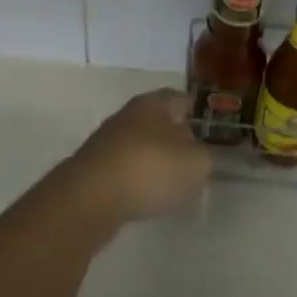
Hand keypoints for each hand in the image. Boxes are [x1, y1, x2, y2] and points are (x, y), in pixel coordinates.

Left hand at [63, 89, 212, 224]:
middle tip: (192, 161)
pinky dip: (136, 180)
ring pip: (140, 146)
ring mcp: (107, 141)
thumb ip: (204, 156)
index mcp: (154, 103)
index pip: (180, 99)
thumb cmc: (150, 169)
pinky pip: (124, 169)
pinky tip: (144, 197)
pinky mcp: (94, 168)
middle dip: (174, 139)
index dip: (195, 113)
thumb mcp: (196, 163)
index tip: (206, 130)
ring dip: (154, 161)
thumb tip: (195, 153)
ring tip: (170, 184)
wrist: (90, 197)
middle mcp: (128, 115)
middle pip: (158, 122)